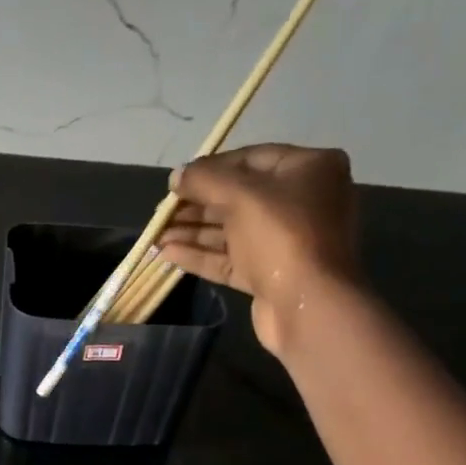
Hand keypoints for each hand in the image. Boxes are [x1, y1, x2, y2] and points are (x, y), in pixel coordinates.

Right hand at [154, 144, 363, 355]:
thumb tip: (176, 175)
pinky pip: (231, 260)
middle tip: (161, 212)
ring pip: (232, 231)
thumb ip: (205, 180)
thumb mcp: (241, 196)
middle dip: (197, 204)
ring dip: (193, 232)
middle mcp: (301, 202)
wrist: (308, 305)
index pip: (251, 159)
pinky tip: (168, 254)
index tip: (177, 181)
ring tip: (156, 235)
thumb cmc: (282, 236)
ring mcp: (285, 242)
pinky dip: (201, 256)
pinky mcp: (269, 275)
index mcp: (309, 169)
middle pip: (239, 197)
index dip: (211, 168)